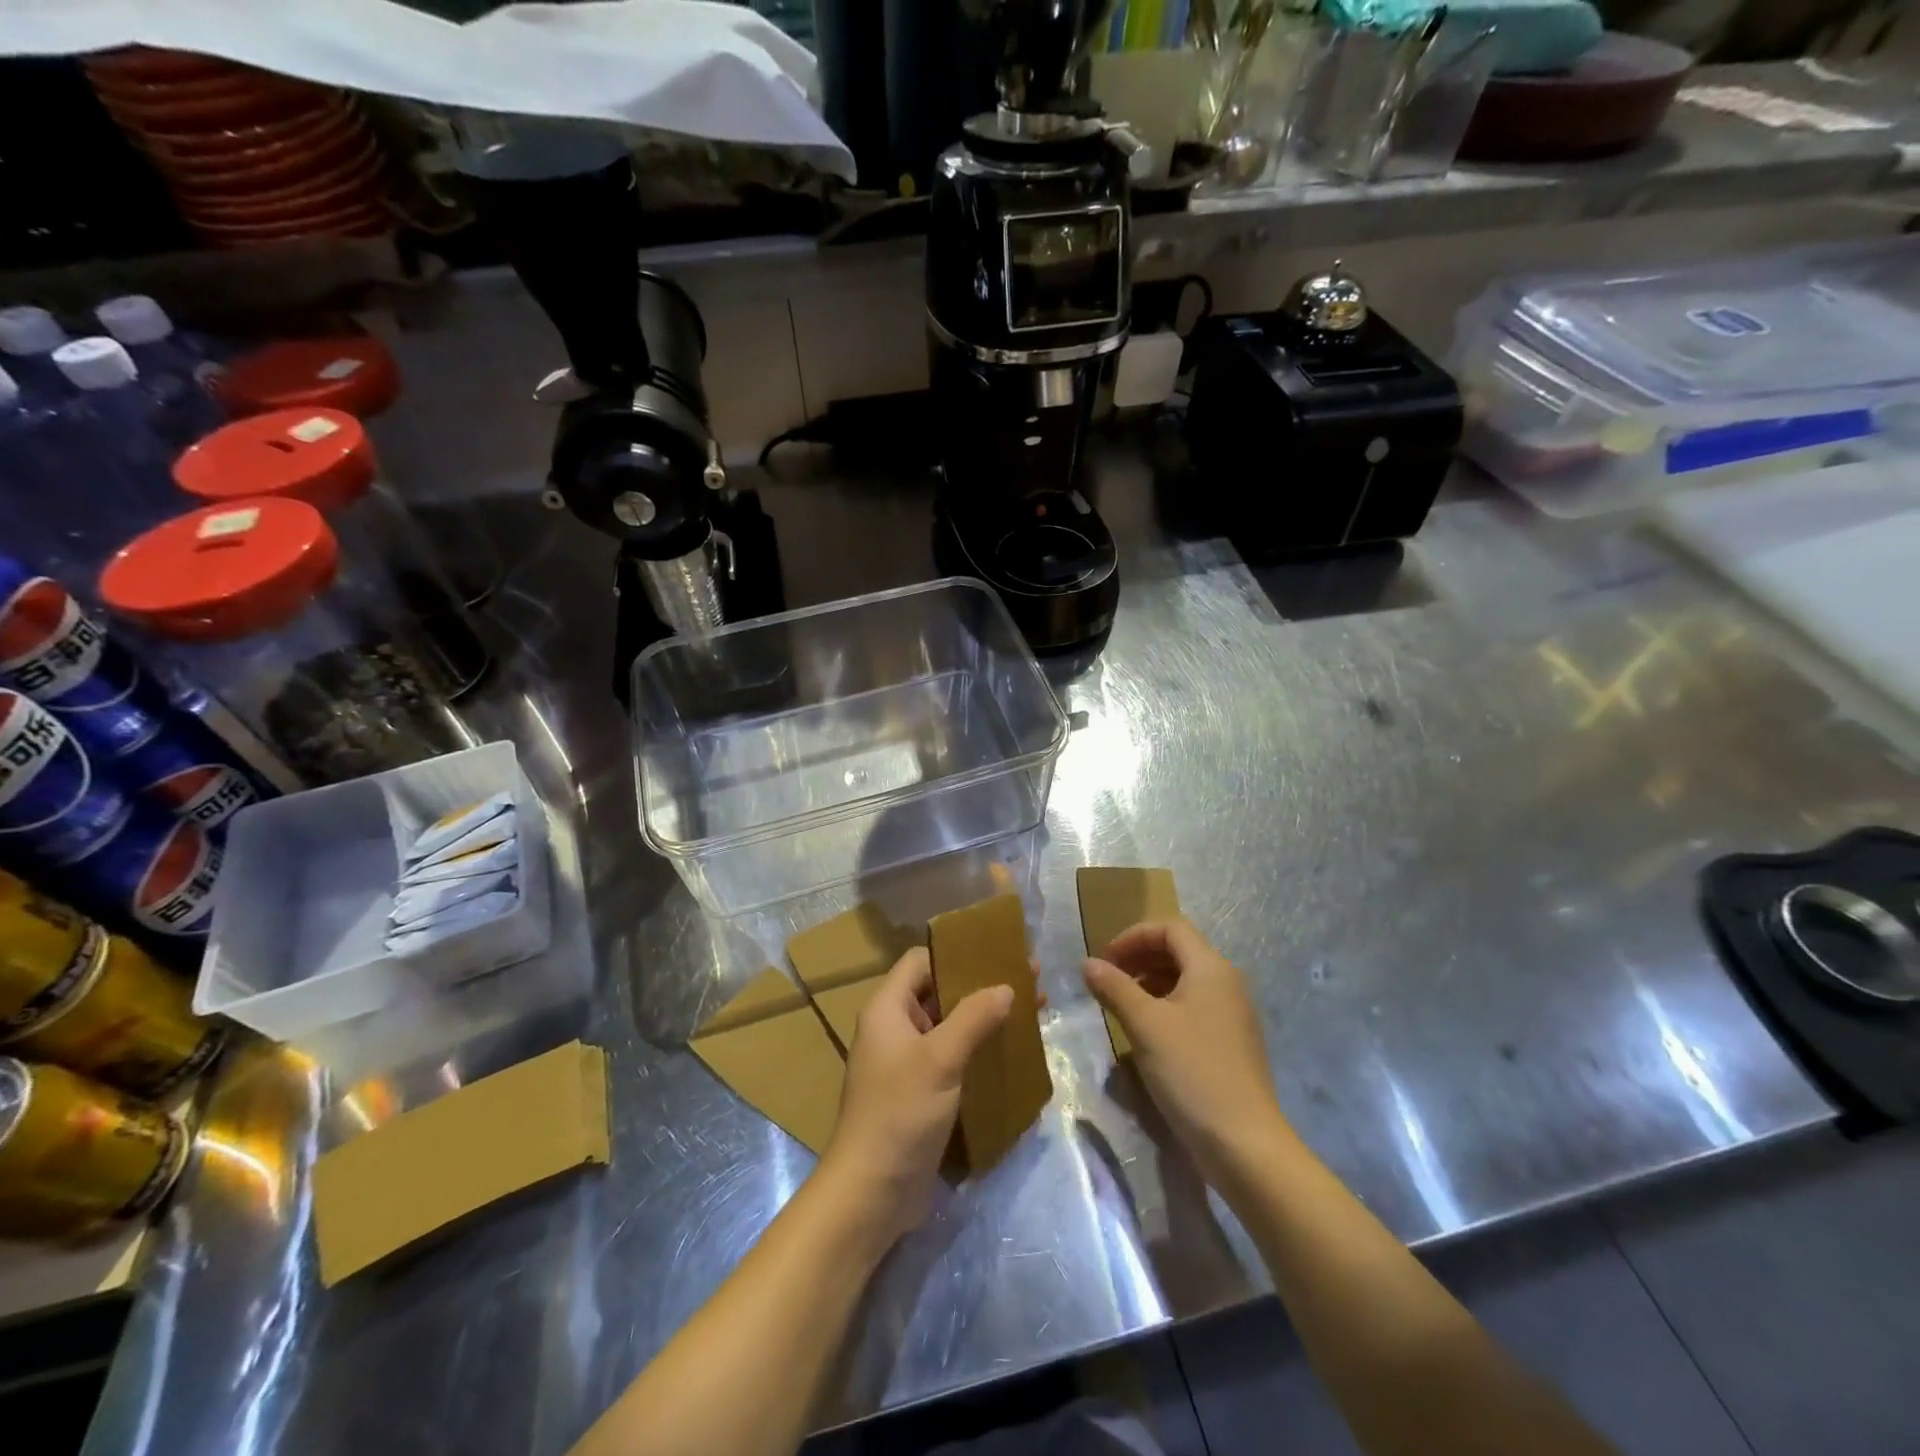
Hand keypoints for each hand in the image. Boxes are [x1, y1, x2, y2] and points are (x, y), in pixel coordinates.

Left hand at [818, 947, 1012, 1244]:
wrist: (872, 1193)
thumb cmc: (900, 1113)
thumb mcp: (939, 1059)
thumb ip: (973, 1018)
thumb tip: (1007, 986)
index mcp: (888, 1009)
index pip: (921, 961)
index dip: (956, 953)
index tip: (997, 952)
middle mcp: (894, 1029)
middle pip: (940, 992)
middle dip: (982, 986)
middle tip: (1028, 981)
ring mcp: (907, 1062)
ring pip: (950, 1026)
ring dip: (985, 1018)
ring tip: (1031, 1012)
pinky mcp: (921, 1092)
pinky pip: (953, 1057)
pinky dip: (979, 1050)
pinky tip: (1013, 1053)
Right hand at [1083, 920, 1290, 1186]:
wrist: (1244, 1144)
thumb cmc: (1192, 1072)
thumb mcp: (1145, 1025)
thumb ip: (1114, 988)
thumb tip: (1088, 963)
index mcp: (1211, 968)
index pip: (1170, 928)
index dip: (1133, 936)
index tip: (1105, 960)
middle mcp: (1227, 983)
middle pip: (1179, 951)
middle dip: (1140, 959)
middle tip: (1108, 980)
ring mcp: (1234, 1015)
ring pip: (1186, 981)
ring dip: (1150, 983)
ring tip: (1122, 1007)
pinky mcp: (1232, 1044)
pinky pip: (1195, 1008)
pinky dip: (1166, 1008)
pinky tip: (1147, 1035)